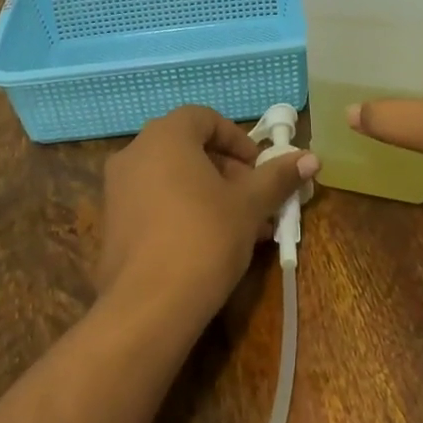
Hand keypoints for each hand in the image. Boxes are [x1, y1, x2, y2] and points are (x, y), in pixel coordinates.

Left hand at [97, 106, 318, 328]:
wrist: (148, 305)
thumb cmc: (204, 238)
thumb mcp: (249, 205)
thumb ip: (277, 177)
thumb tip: (311, 158)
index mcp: (165, 136)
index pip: (204, 118)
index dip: (237, 139)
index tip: (259, 168)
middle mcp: (134, 152)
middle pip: (187, 147)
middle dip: (227, 170)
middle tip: (255, 200)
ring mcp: (117, 188)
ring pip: (172, 177)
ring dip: (208, 193)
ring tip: (240, 227)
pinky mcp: (112, 221)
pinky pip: (154, 201)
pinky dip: (182, 209)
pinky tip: (208, 244)